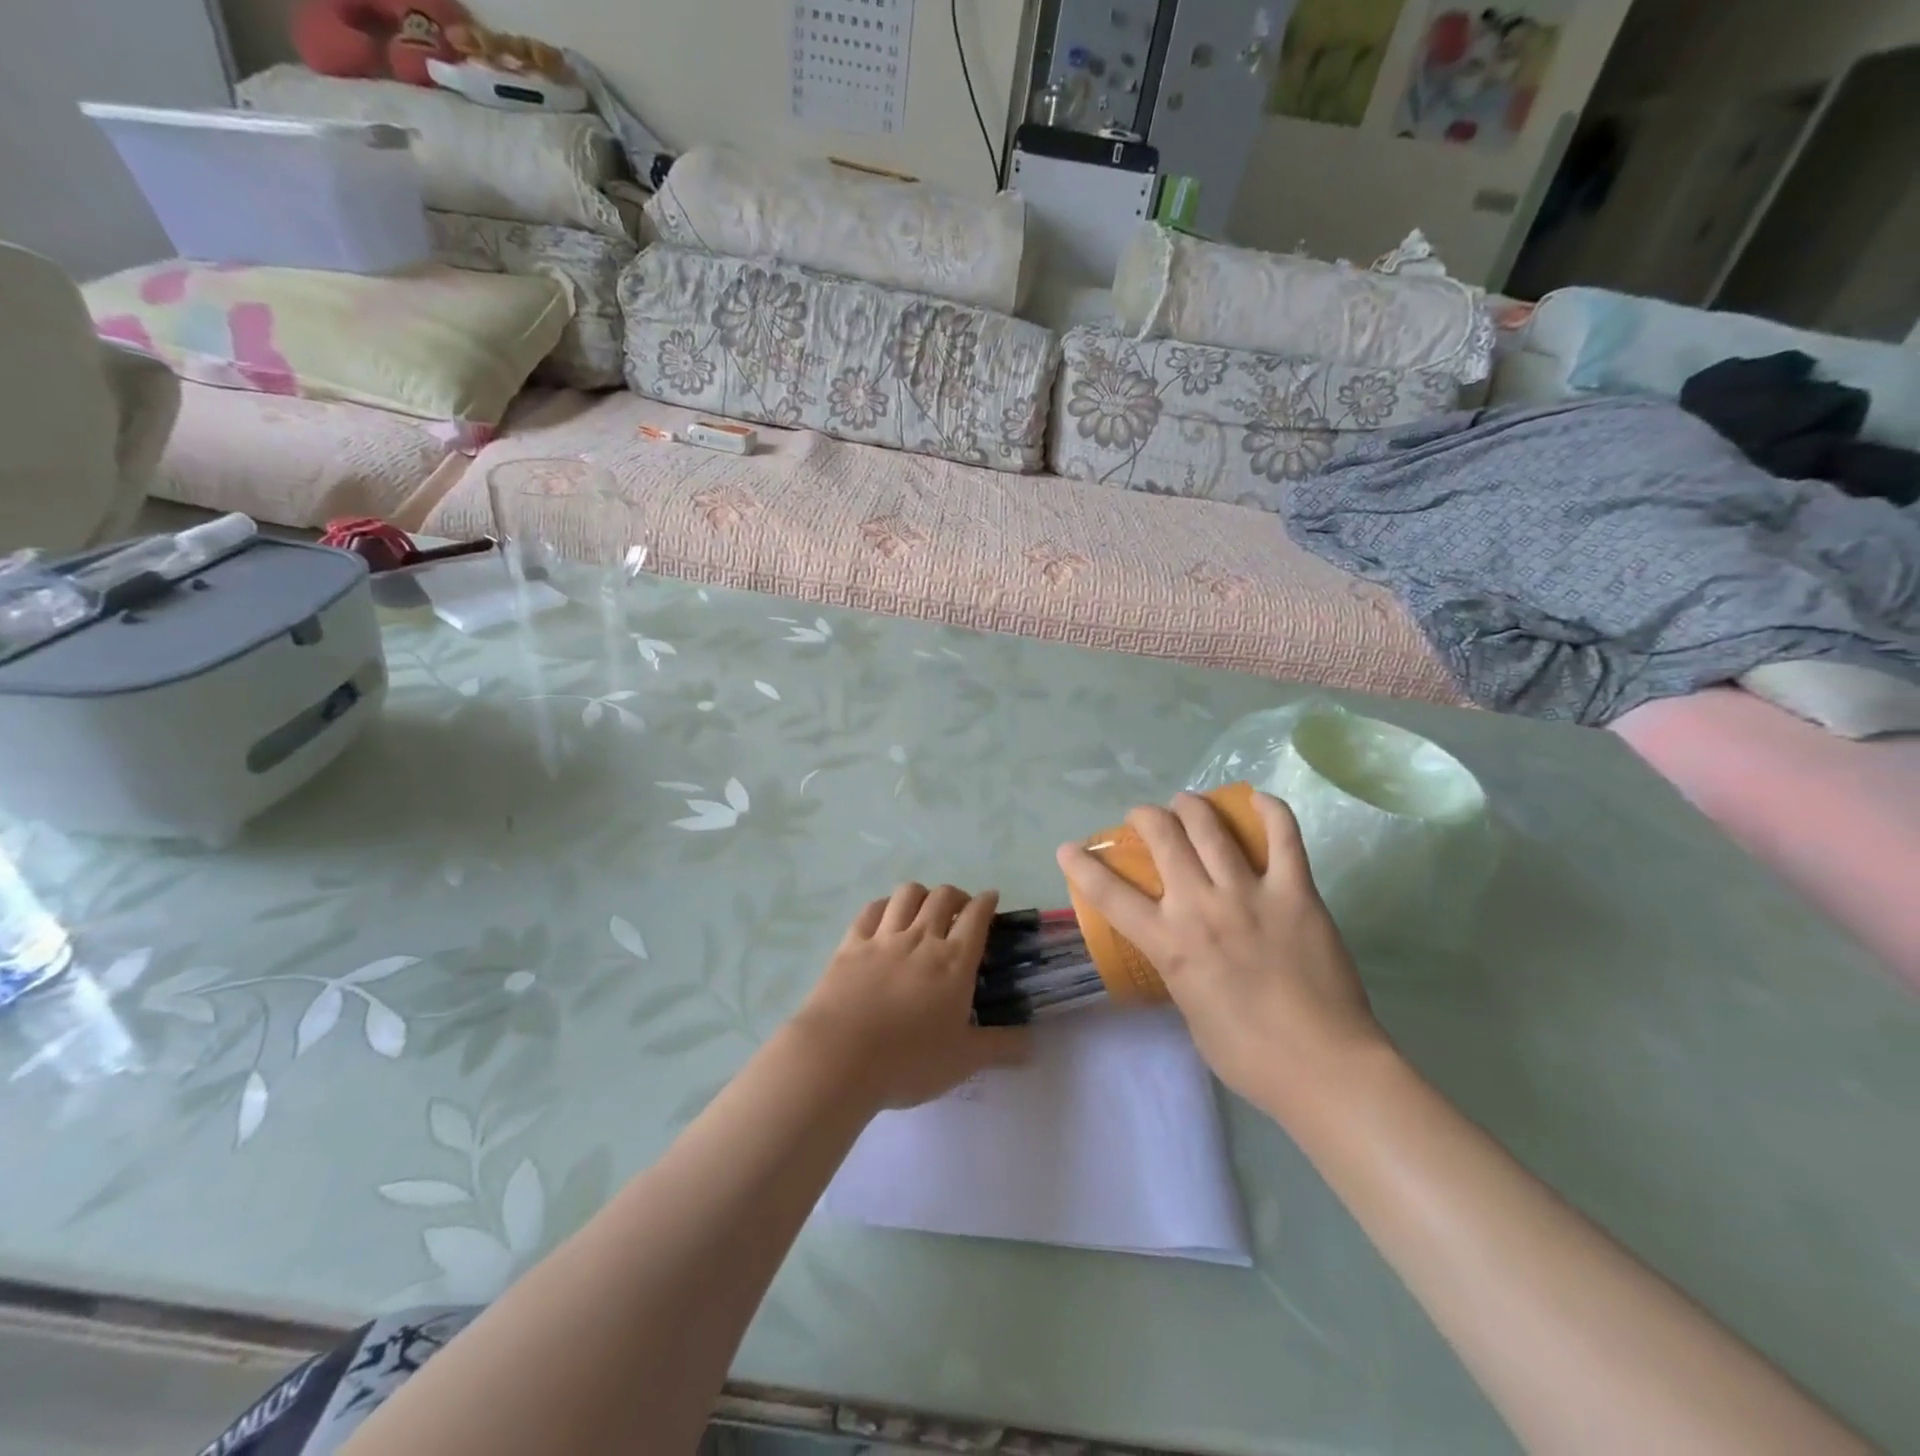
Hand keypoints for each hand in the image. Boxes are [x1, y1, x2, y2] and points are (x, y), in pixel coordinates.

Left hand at [789, 884, 1029, 1110]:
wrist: (840, 1057)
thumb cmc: (908, 1060)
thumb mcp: (963, 1061)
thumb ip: (1001, 1047)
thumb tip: (1033, 1042)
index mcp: (954, 962)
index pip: (977, 917)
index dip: (987, 902)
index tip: (991, 898)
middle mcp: (921, 939)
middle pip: (943, 897)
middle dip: (957, 895)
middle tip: (960, 910)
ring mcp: (883, 938)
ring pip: (907, 894)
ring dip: (922, 894)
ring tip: (925, 908)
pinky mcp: (851, 944)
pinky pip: (871, 910)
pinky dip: (885, 905)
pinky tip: (886, 915)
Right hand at [1057, 792, 1388, 1113]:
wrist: (1322, 1067)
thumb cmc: (1247, 1056)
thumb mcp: (1189, 1011)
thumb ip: (1179, 971)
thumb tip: (1183, 951)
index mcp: (1169, 943)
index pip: (1109, 894)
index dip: (1082, 866)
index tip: (1069, 848)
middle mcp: (1201, 906)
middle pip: (1162, 837)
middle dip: (1145, 816)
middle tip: (1145, 818)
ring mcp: (1249, 894)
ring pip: (1211, 827)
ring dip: (1192, 805)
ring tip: (1186, 802)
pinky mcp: (1295, 892)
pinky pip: (1284, 838)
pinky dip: (1270, 811)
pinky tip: (1257, 798)